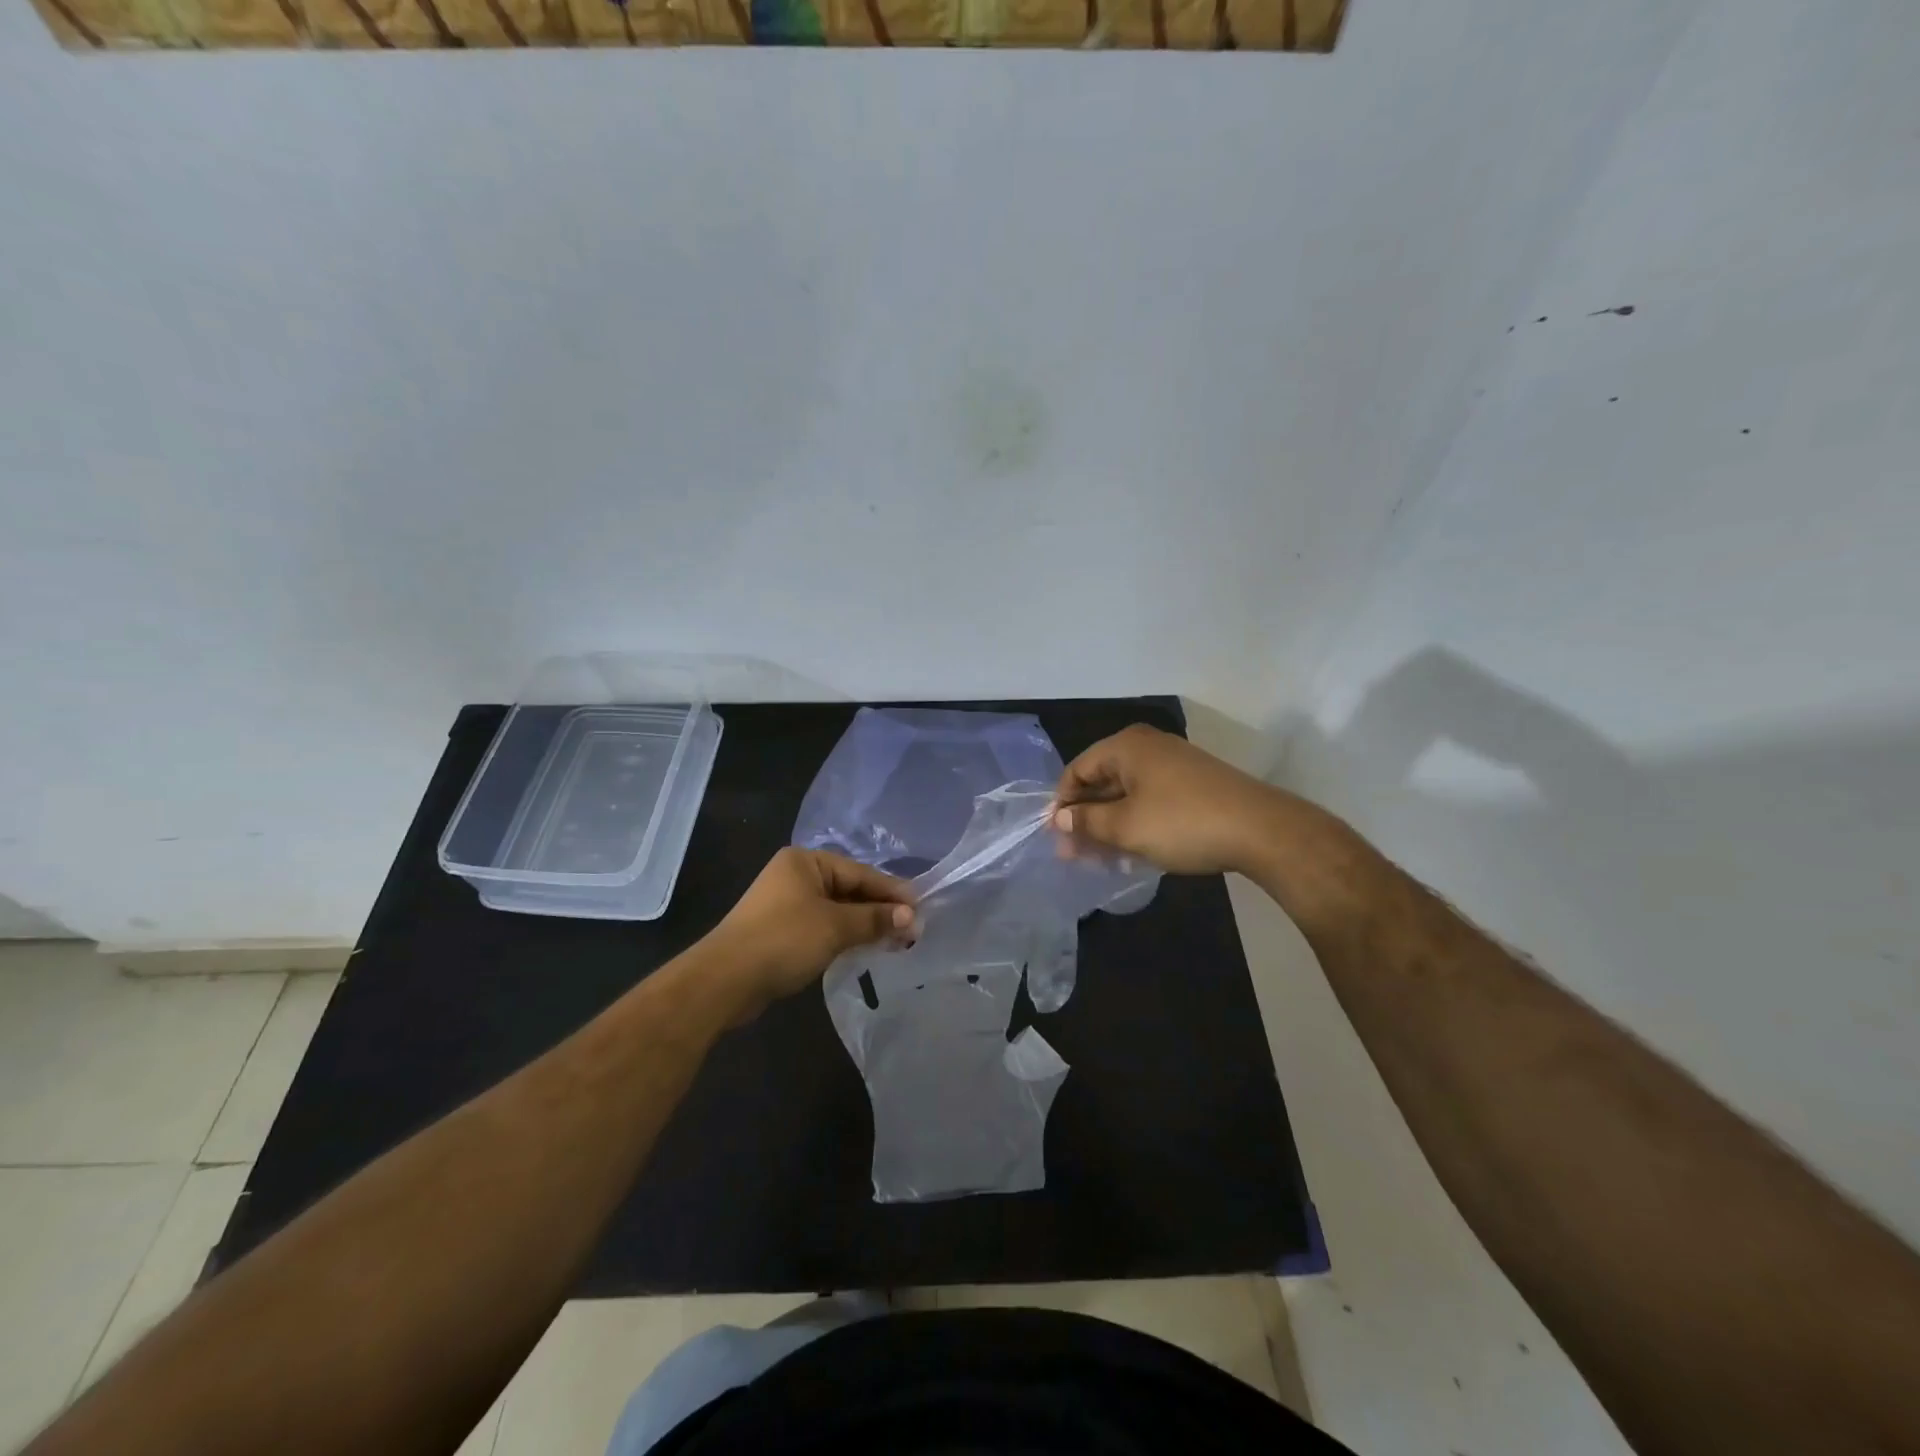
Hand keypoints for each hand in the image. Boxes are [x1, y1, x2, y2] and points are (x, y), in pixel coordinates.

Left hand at [708, 848, 916, 1014]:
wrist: (725, 980)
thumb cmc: (784, 940)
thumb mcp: (835, 927)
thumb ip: (874, 919)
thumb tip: (910, 917)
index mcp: (805, 861)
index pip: (860, 873)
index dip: (891, 892)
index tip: (920, 910)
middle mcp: (795, 875)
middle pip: (849, 889)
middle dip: (880, 910)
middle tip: (912, 930)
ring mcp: (786, 904)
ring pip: (837, 910)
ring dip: (864, 925)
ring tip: (896, 942)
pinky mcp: (781, 931)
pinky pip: (823, 927)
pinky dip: (844, 936)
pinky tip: (864, 949)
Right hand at [1051, 724, 1279, 875]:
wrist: (1261, 830)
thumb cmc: (1182, 823)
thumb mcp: (1126, 827)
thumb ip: (1087, 822)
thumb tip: (1060, 820)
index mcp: (1126, 746)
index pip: (1077, 770)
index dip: (1062, 804)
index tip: (1056, 839)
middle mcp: (1148, 746)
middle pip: (1102, 780)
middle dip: (1086, 818)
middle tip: (1075, 855)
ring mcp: (1173, 763)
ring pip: (1126, 793)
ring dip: (1109, 824)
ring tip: (1101, 860)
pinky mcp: (1192, 783)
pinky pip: (1150, 799)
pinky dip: (1135, 822)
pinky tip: (1132, 851)